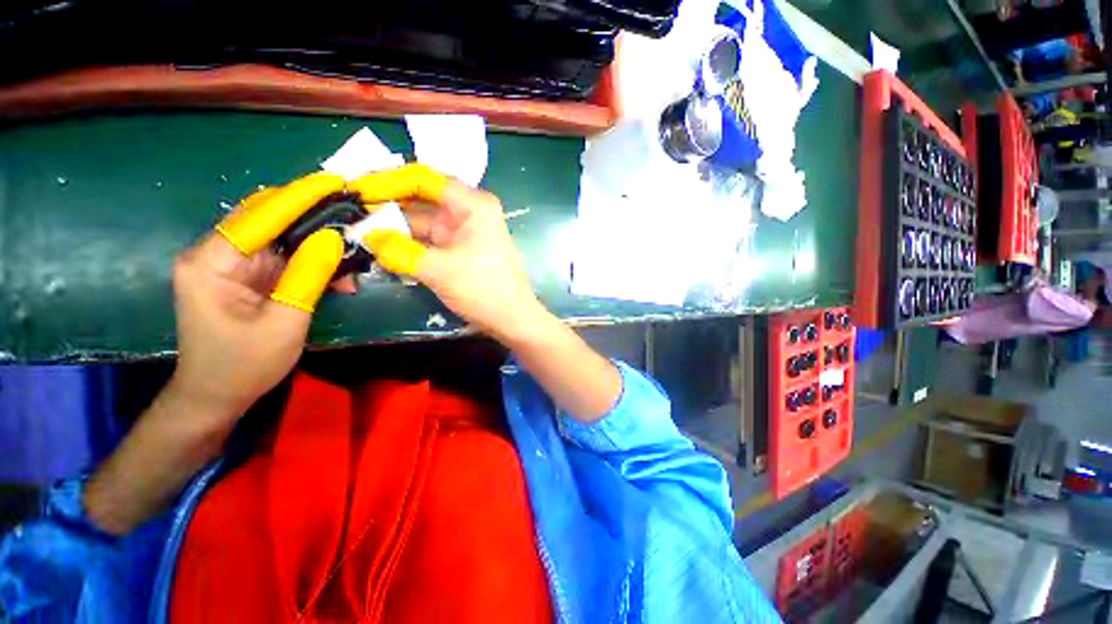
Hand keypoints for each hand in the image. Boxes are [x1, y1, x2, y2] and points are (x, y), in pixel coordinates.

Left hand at [170, 172, 346, 424]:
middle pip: (267, 219)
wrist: (216, 395)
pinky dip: (312, 262)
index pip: (258, 216)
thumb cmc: (244, 365)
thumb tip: (333, 238)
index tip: (333, 181)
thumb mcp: (284, 322)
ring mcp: (230, 265)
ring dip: (316, 242)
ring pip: (279, 238)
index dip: (297, 197)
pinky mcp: (245, 277)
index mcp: (210, 262)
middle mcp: (215, 254)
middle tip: (351, 214)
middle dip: (310, 215)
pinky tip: (338, 277)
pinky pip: (283, 258)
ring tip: (352, 253)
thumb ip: (307, 277)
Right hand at [351, 164, 544, 342]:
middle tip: (350, 210)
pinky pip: (429, 241)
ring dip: (395, 228)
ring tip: (357, 230)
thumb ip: (399, 250)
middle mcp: (469, 212)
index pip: (425, 179)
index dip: (390, 180)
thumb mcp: (438, 269)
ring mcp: (465, 232)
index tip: (358, 188)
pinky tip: (381, 247)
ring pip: (423, 222)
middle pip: (422, 200)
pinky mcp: (461, 251)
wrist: (512, 319)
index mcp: (472, 205)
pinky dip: (408, 244)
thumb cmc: (483, 290)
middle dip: (388, 206)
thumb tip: (367, 236)